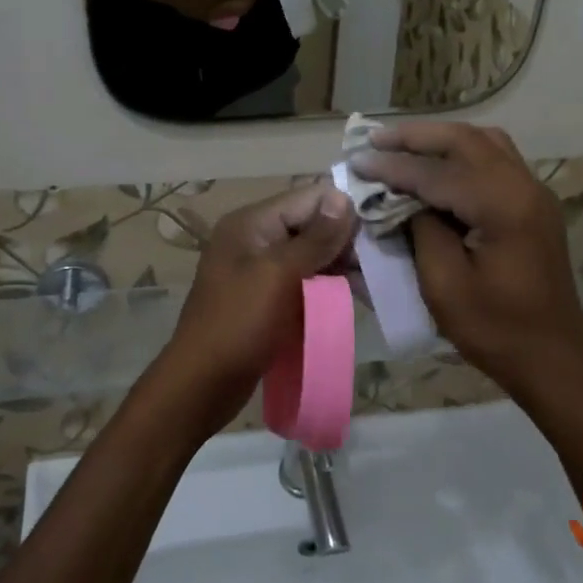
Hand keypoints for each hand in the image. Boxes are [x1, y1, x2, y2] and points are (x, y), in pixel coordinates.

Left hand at [151, 184, 357, 438]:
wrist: (202, 384)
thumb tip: (344, 198)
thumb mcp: (279, 275)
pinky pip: (305, 279)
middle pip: (311, 224)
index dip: (343, 210)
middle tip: (381, 262)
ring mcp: (260, 268)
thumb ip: (314, 238)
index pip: (308, 197)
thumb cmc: (239, 324)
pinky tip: (355, 295)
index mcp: (251, 223)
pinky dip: (328, 285)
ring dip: (341, 264)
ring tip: (374, 282)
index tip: (379, 230)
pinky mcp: (268, 296)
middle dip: (346, 240)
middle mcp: (255, 237)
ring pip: (312, 253)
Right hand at [351, 123, 582, 402]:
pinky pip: (496, 159)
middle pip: (465, 140)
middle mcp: (524, 186)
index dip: (393, 166)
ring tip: (402, 145)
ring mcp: (535, 192)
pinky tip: (437, 165)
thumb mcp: (444, 285)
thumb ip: (421, 230)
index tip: (356, 160)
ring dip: (441, 139)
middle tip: (374, 138)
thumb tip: (403, 198)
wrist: (554, 360)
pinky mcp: (534, 204)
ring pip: (484, 142)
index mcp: (503, 206)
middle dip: (416, 136)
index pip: (437, 172)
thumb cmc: (496, 330)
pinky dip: (462, 152)